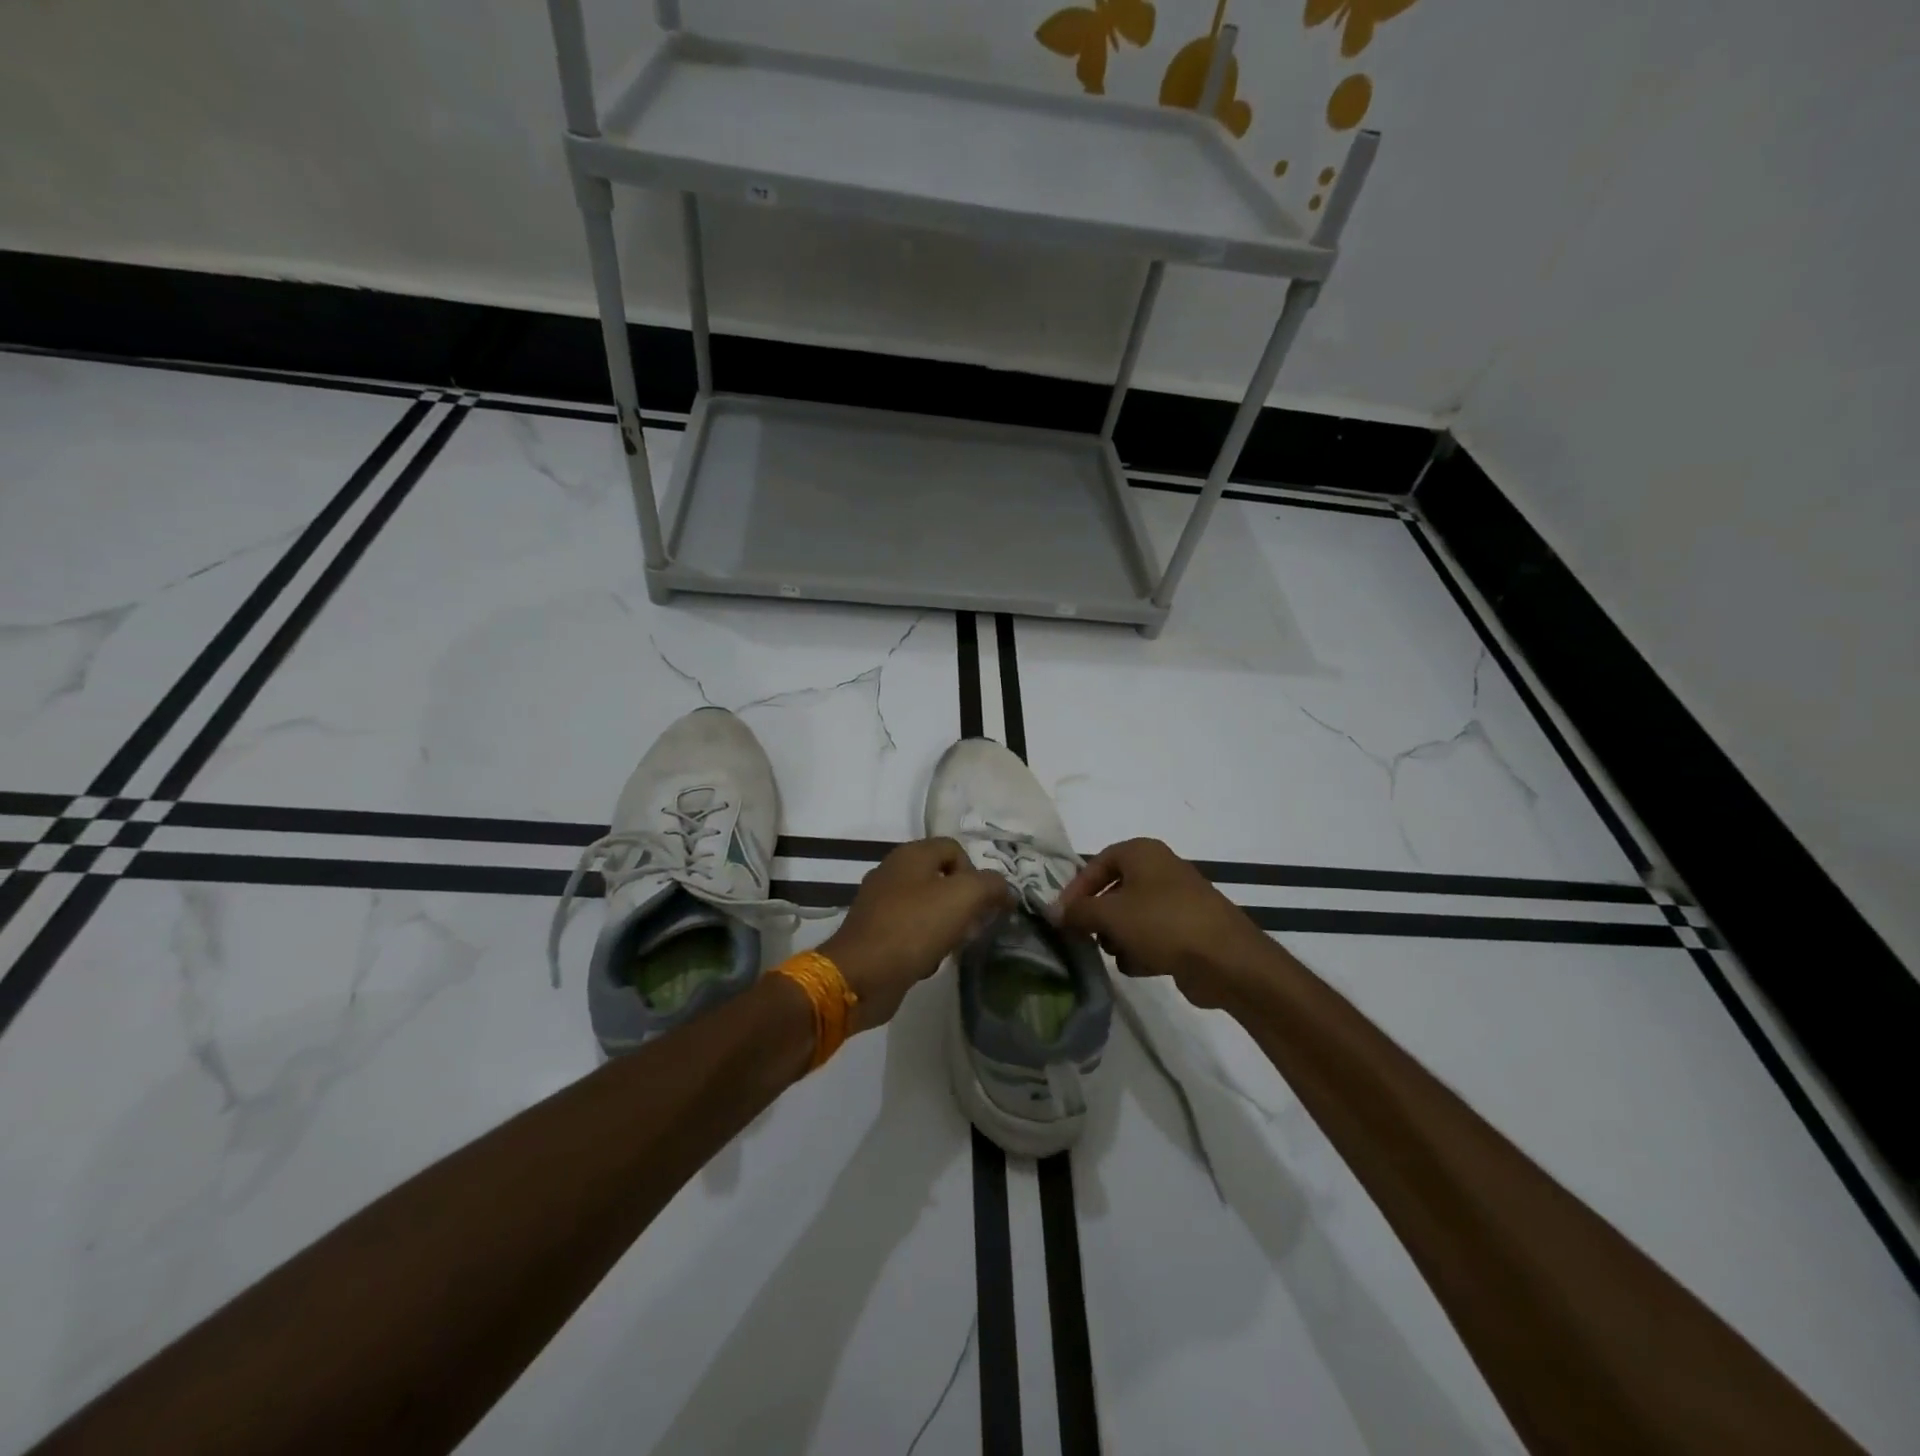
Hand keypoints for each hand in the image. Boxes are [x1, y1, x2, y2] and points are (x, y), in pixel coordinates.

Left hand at [820, 838, 1013, 1032]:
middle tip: (973, 927)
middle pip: (942, 878)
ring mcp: (880, 903)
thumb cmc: (913, 928)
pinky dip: (925, 944)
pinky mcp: (875, 933)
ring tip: (952, 947)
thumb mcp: (964, 898)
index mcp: (910, 855)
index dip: (976, 872)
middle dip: (964, 903)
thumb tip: (1004, 890)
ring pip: (928, 907)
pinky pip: (911, 931)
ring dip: (947, 926)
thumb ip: (991, 885)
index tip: (983, 903)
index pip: (955, 849)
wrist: (860, 975)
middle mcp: (893, 872)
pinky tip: (929, 962)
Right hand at [1051, 838, 1277, 1008]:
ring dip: (1119, 937)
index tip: (1062, 916)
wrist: (1226, 960)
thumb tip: (1052, 911)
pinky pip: (1153, 936)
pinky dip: (1142, 950)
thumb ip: (1077, 911)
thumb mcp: (1110, 914)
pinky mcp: (1188, 930)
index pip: (1097, 863)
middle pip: (1114, 891)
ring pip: (1132, 916)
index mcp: (1142, 852)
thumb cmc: (1162, 923)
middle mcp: (1160, 869)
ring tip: (1118, 954)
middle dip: (1099, 917)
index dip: (1076, 889)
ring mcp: (1177, 900)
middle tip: (1086, 938)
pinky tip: (1141, 966)